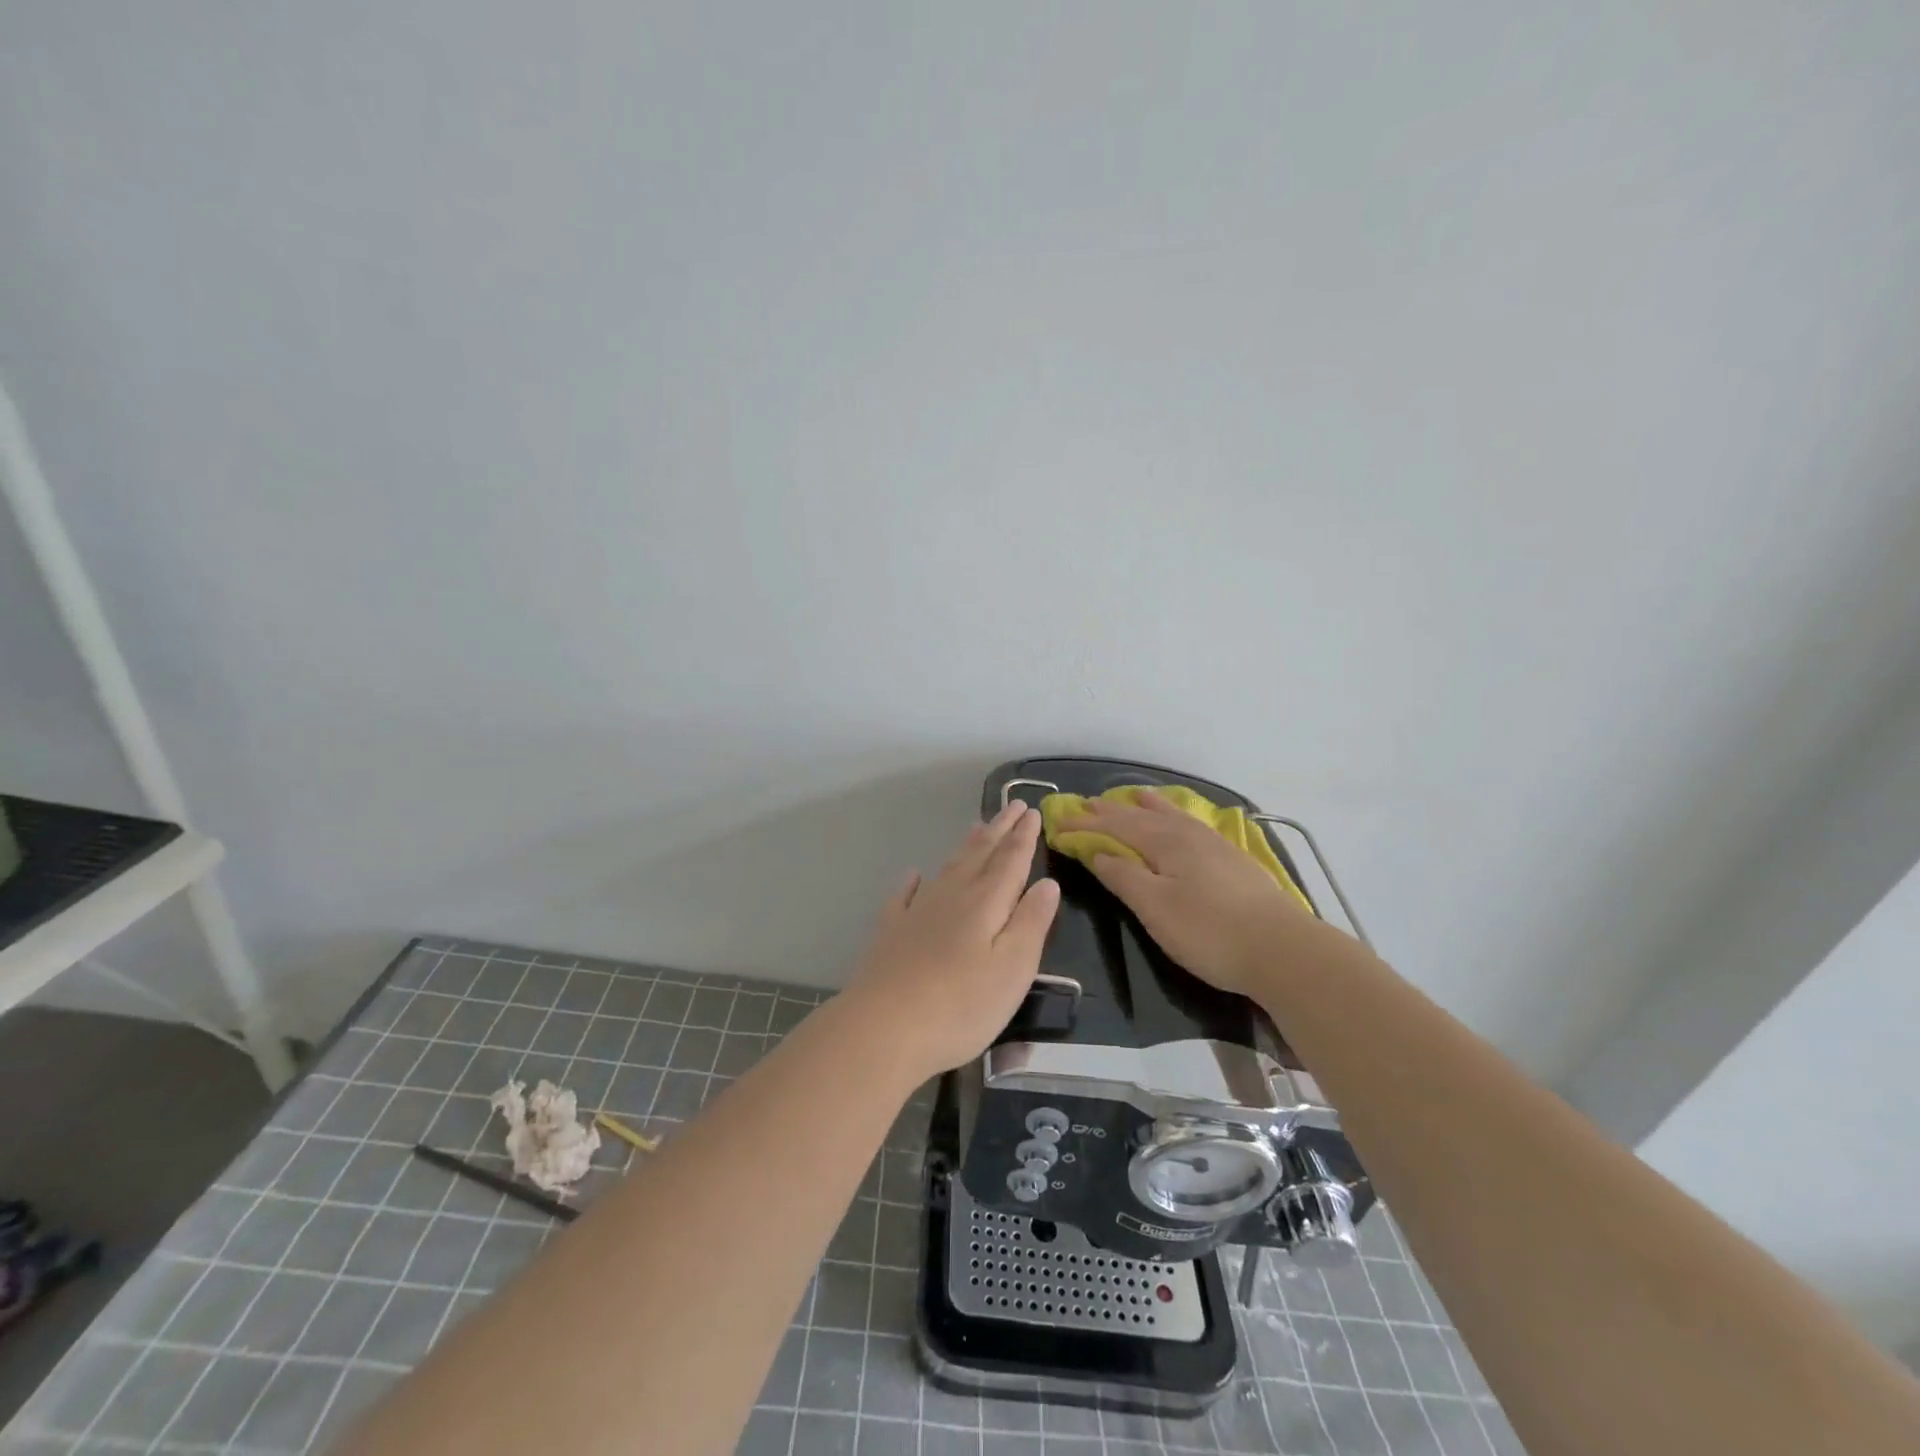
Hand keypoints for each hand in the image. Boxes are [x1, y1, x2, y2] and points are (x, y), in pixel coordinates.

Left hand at [842, 800, 1060, 1079]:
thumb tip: (1047, 883)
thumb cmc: (961, 1004)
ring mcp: (917, 912)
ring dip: (965, 846)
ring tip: (977, 827)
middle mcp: (952, 896)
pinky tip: (913, 874)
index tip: (1032, 811)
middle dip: (999, 830)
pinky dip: (912, 882)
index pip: (1011, 860)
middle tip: (1013, 805)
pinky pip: (904, 895)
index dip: (1023, 837)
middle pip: (979, 855)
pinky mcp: (891, 932)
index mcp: (986, 903)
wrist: (884, 1027)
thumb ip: (1031, 922)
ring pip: (947, 868)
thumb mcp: (1013, 968)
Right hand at [1061, 790, 1326, 995]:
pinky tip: (1181, 822)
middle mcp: (1187, 834)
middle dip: (1110, 811)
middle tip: (1085, 803)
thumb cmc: (1209, 931)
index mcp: (1164, 842)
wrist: (1282, 949)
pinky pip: (1190, 824)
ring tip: (1132, 795)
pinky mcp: (1232, 859)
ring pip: (1171, 815)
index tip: (1058, 824)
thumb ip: (1123, 876)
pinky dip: (1174, 816)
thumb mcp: (1155, 908)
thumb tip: (1096, 851)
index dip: (1085, 825)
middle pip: (1140, 816)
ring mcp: (1213, 844)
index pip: (1114, 827)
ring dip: (1145, 806)